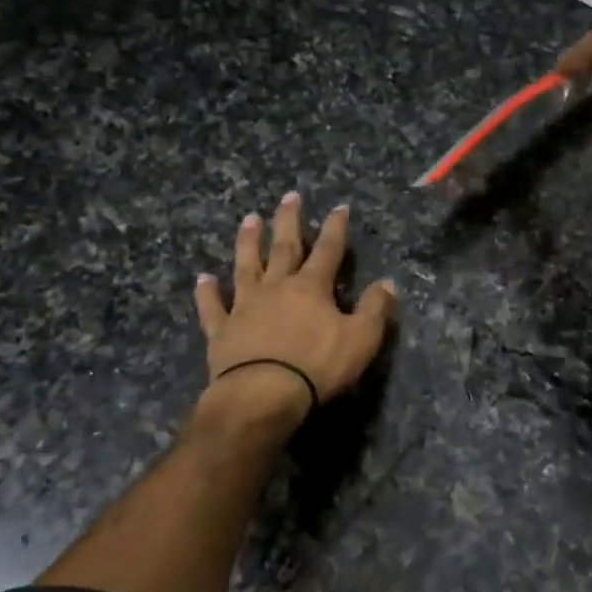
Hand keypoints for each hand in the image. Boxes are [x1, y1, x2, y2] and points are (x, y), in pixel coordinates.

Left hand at [195, 194, 397, 422]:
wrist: (262, 394)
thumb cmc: (317, 366)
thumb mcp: (361, 339)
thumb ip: (375, 309)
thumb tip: (388, 283)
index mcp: (311, 288)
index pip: (328, 250)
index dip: (335, 228)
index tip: (339, 207)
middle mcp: (277, 288)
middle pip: (284, 248)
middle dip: (288, 222)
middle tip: (288, 197)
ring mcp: (245, 307)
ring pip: (246, 267)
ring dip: (248, 243)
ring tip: (249, 220)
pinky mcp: (222, 331)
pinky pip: (213, 307)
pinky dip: (208, 293)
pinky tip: (203, 279)